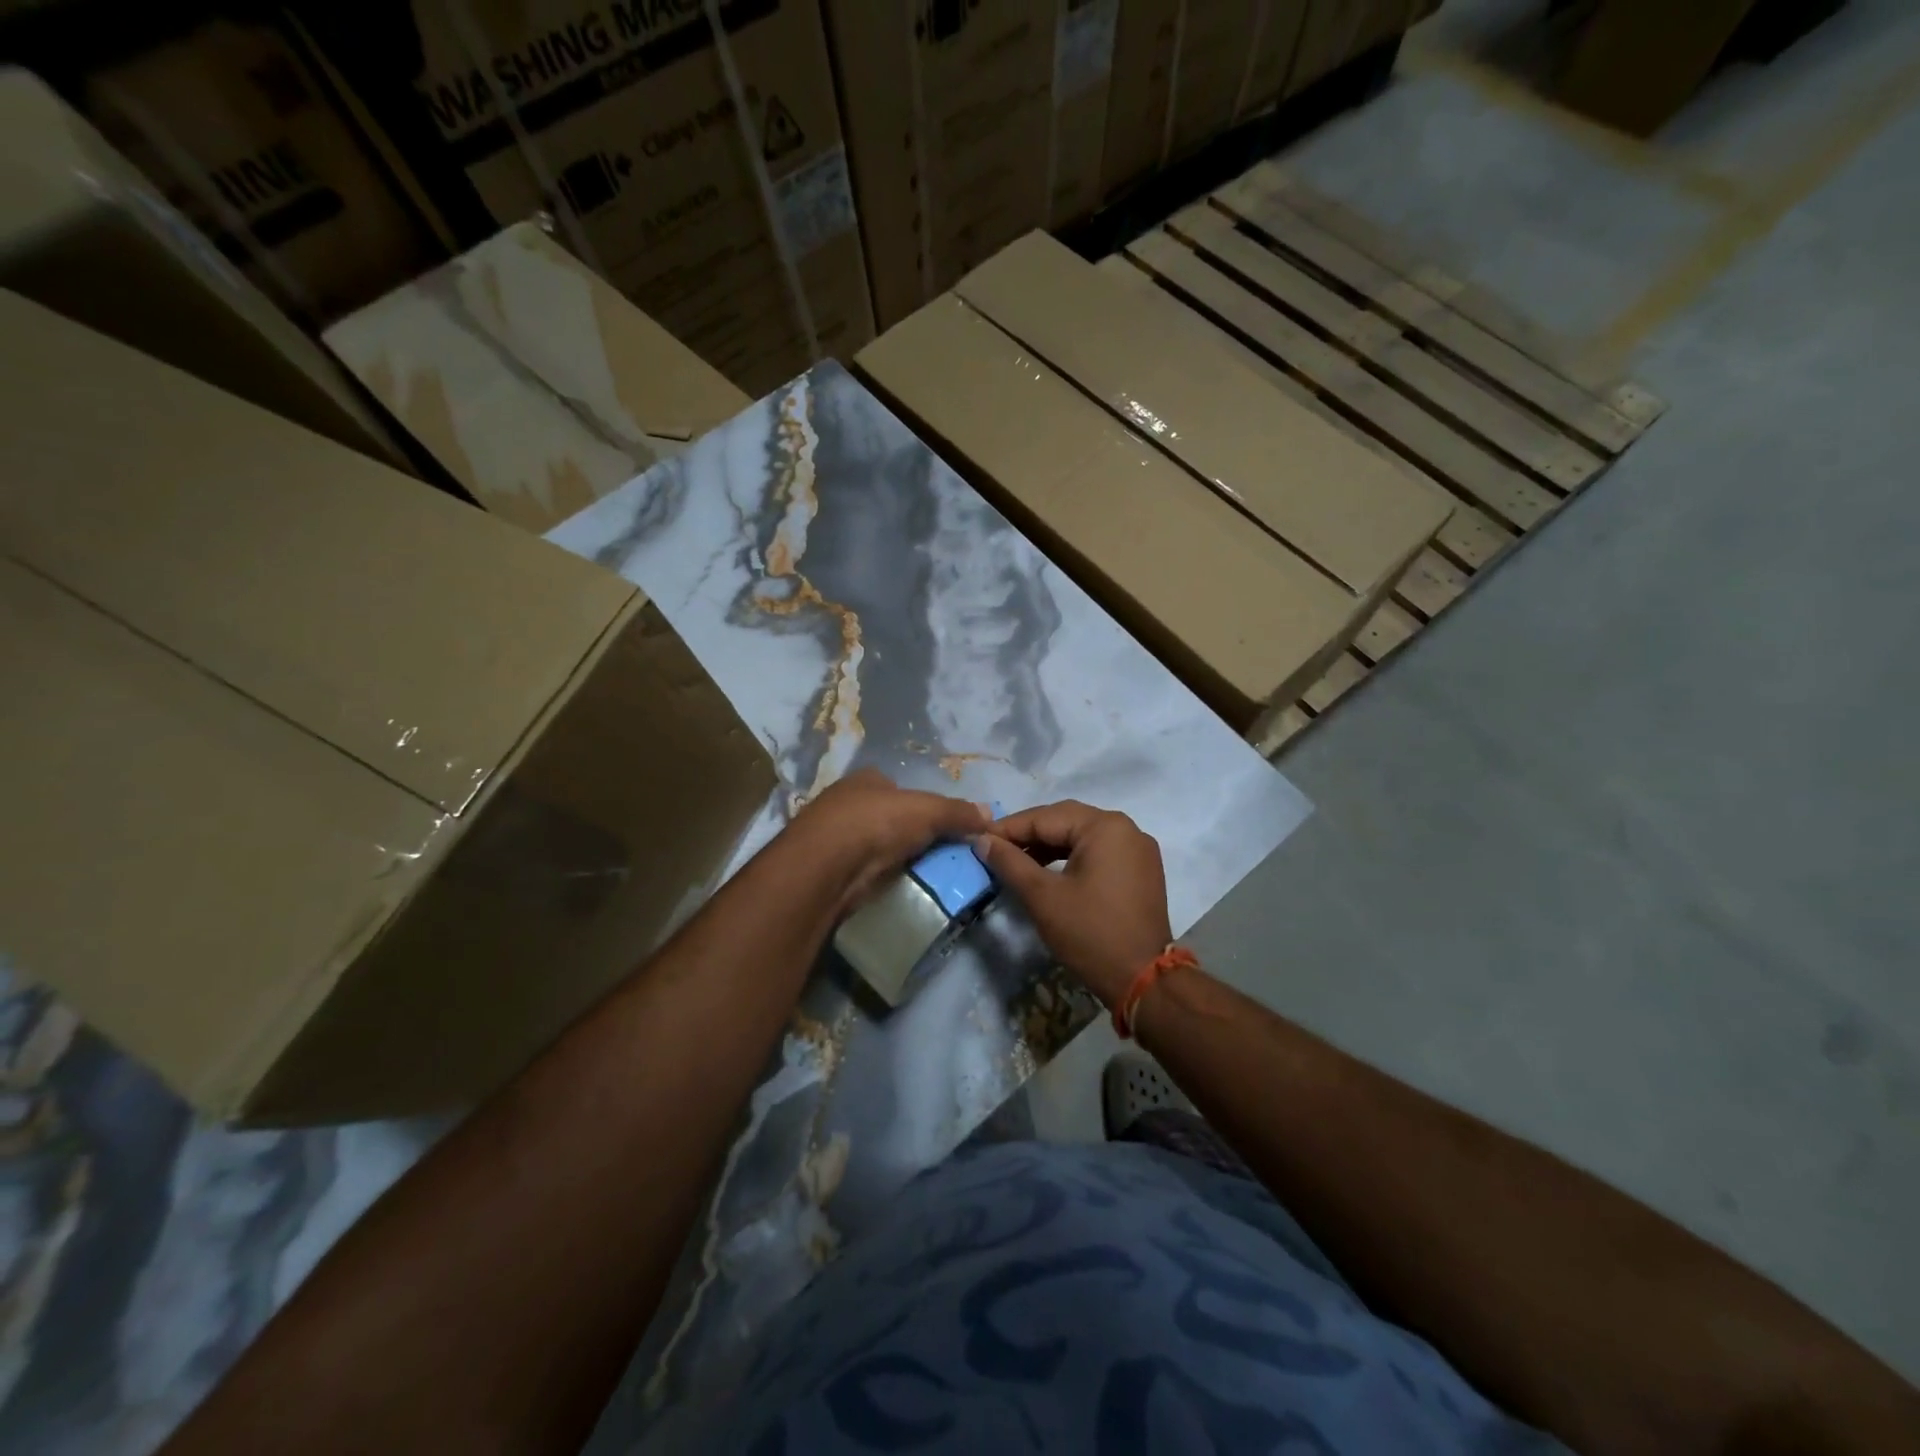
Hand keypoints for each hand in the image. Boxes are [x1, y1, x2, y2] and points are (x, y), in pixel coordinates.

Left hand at [786, 769, 991, 918]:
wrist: (827, 866)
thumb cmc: (877, 823)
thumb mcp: (928, 811)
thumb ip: (958, 812)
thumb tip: (989, 815)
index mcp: (866, 779)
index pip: (898, 787)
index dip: (921, 804)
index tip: (941, 825)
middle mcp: (847, 802)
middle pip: (888, 816)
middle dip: (908, 832)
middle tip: (938, 853)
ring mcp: (835, 837)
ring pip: (875, 844)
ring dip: (894, 857)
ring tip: (924, 874)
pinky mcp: (830, 869)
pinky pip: (865, 870)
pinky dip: (879, 876)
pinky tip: (895, 886)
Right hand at [973, 801, 1171, 1005]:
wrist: (1143, 980)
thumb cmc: (1090, 933)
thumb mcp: (1042, 897)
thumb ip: (1010, 862)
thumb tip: (983, 840)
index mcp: (1105, 826)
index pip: (1046, 817)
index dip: (1008, 828)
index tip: (978, 838)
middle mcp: (1126, 828)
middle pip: (1066, 821)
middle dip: (1029, 834)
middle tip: (995, 849)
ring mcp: (1138, 849)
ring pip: (1082, 836)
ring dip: (1049, 846)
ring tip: (1017, 862)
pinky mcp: (1141, 870)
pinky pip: (1099, 852)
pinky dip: (1071, 858)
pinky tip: (1049, 873)